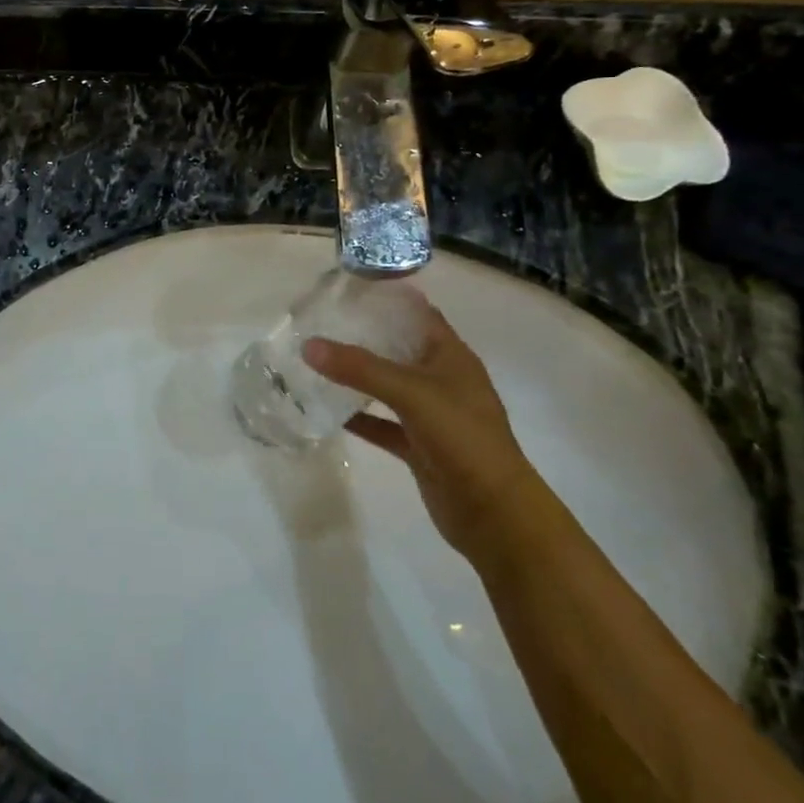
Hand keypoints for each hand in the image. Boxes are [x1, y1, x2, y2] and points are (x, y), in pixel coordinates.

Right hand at [304, 299, 540, 560]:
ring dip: (357, 376)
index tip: (345, 288)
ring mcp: (430, 415)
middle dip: (363, 335)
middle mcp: (442, 380)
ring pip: (387, 386)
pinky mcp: (418, 446)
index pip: (417, 313)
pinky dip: (358, 417)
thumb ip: (360, 368)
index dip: (387, 298)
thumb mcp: (411, 393)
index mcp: (451, 356)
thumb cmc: (462, 438)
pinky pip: (381, 424)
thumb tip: (308, 345)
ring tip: (315, 359)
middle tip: (320, 321)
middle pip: (398, 347)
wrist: (495, 514)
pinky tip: (326, 409)